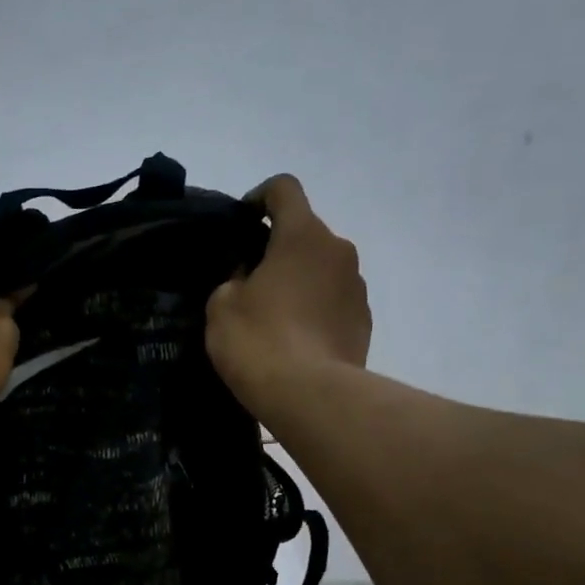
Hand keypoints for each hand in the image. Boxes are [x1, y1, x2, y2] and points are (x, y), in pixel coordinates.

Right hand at [206, 174, 370, 405]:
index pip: (283, 189)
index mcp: (302, 235)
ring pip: (321, 270)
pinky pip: (333, 303)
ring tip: (272, 317)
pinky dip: (314, 311)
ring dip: (299, 281)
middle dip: (277, 250)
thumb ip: (232, 279)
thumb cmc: (258, 341)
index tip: (241, 223)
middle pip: (305, 233)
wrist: (310, 395)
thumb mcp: (221, 306)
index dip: (258, 197)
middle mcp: (338, 250)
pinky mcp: (364, 322)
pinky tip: (294, 341)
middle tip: (249, 282)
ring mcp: (357, 287)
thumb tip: (249, 278)